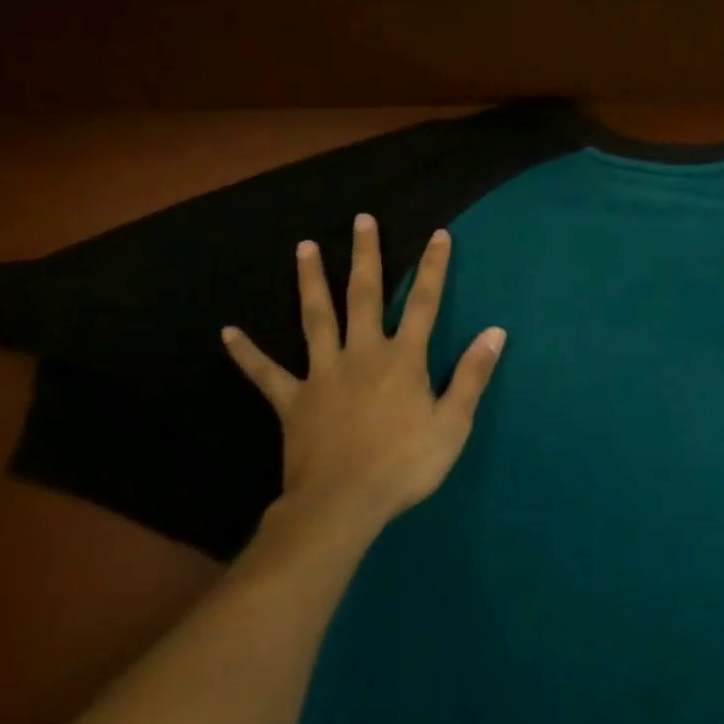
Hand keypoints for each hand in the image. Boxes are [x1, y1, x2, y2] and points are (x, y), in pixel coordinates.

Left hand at [222, 214, 504, 541]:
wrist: (343, 504)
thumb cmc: (405, 464)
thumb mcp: (453, 422)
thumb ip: (472, 374)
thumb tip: (495, 332)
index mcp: (403, 359)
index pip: (424, 303)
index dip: (433, 268)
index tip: (437, 234)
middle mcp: (362, 354)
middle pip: (364, 296)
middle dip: (366, 256)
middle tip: (362, 220)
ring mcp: (323, 374)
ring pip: (316, 319)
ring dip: (311, 282)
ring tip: (304, 248)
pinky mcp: (293, 401)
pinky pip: (266, 374)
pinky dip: (247, 353)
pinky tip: (227, 333)